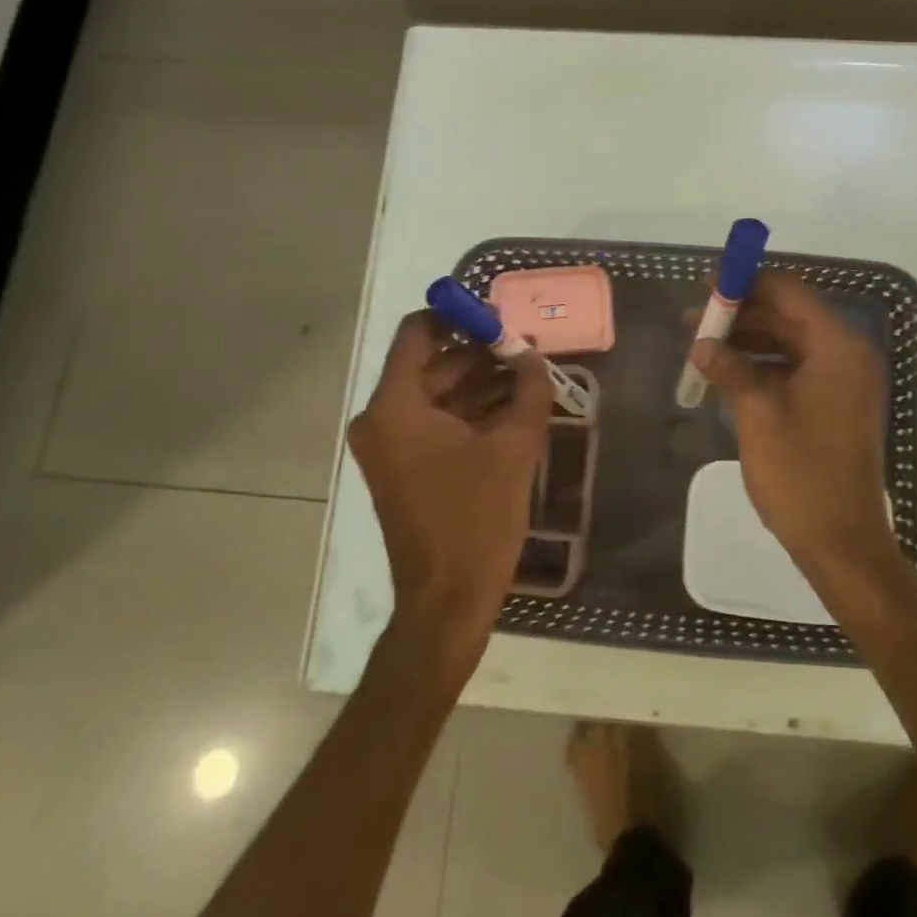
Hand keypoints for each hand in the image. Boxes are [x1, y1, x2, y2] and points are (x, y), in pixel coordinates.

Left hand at [347, 311, 551, 639]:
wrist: (448, 599)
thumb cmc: (476, 518)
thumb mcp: (514, 446)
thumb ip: (529, 390)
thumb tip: (534, 357)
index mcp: (396, 406)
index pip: (418, 333)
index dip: (459, 317)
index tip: (500, 319)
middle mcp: (382, 418)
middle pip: (432, 363)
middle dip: (481, 354)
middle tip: (528, 351)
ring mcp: (390, 445)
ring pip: (438, 393)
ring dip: (481, 383)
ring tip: (530, 378)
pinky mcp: (404, 466)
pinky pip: (437, 421)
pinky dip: (471, 411)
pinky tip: (515, 409)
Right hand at [690, 273, 898, 577]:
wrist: (840, 540)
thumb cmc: (800, 473)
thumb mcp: (757, 413)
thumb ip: (729, 367)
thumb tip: (701, 343)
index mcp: (837, 346)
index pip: (789, 292)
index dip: (746, 283)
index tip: (706, 284)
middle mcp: (847, 353)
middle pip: (789, 314)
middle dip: (742, 313)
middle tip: (695, 317)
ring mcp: (843, 379)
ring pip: (790, 341)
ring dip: (748, 339)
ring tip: (702, 344)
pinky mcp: (834, 402)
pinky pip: (796, 367)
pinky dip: (762, 364)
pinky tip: (727, 371)